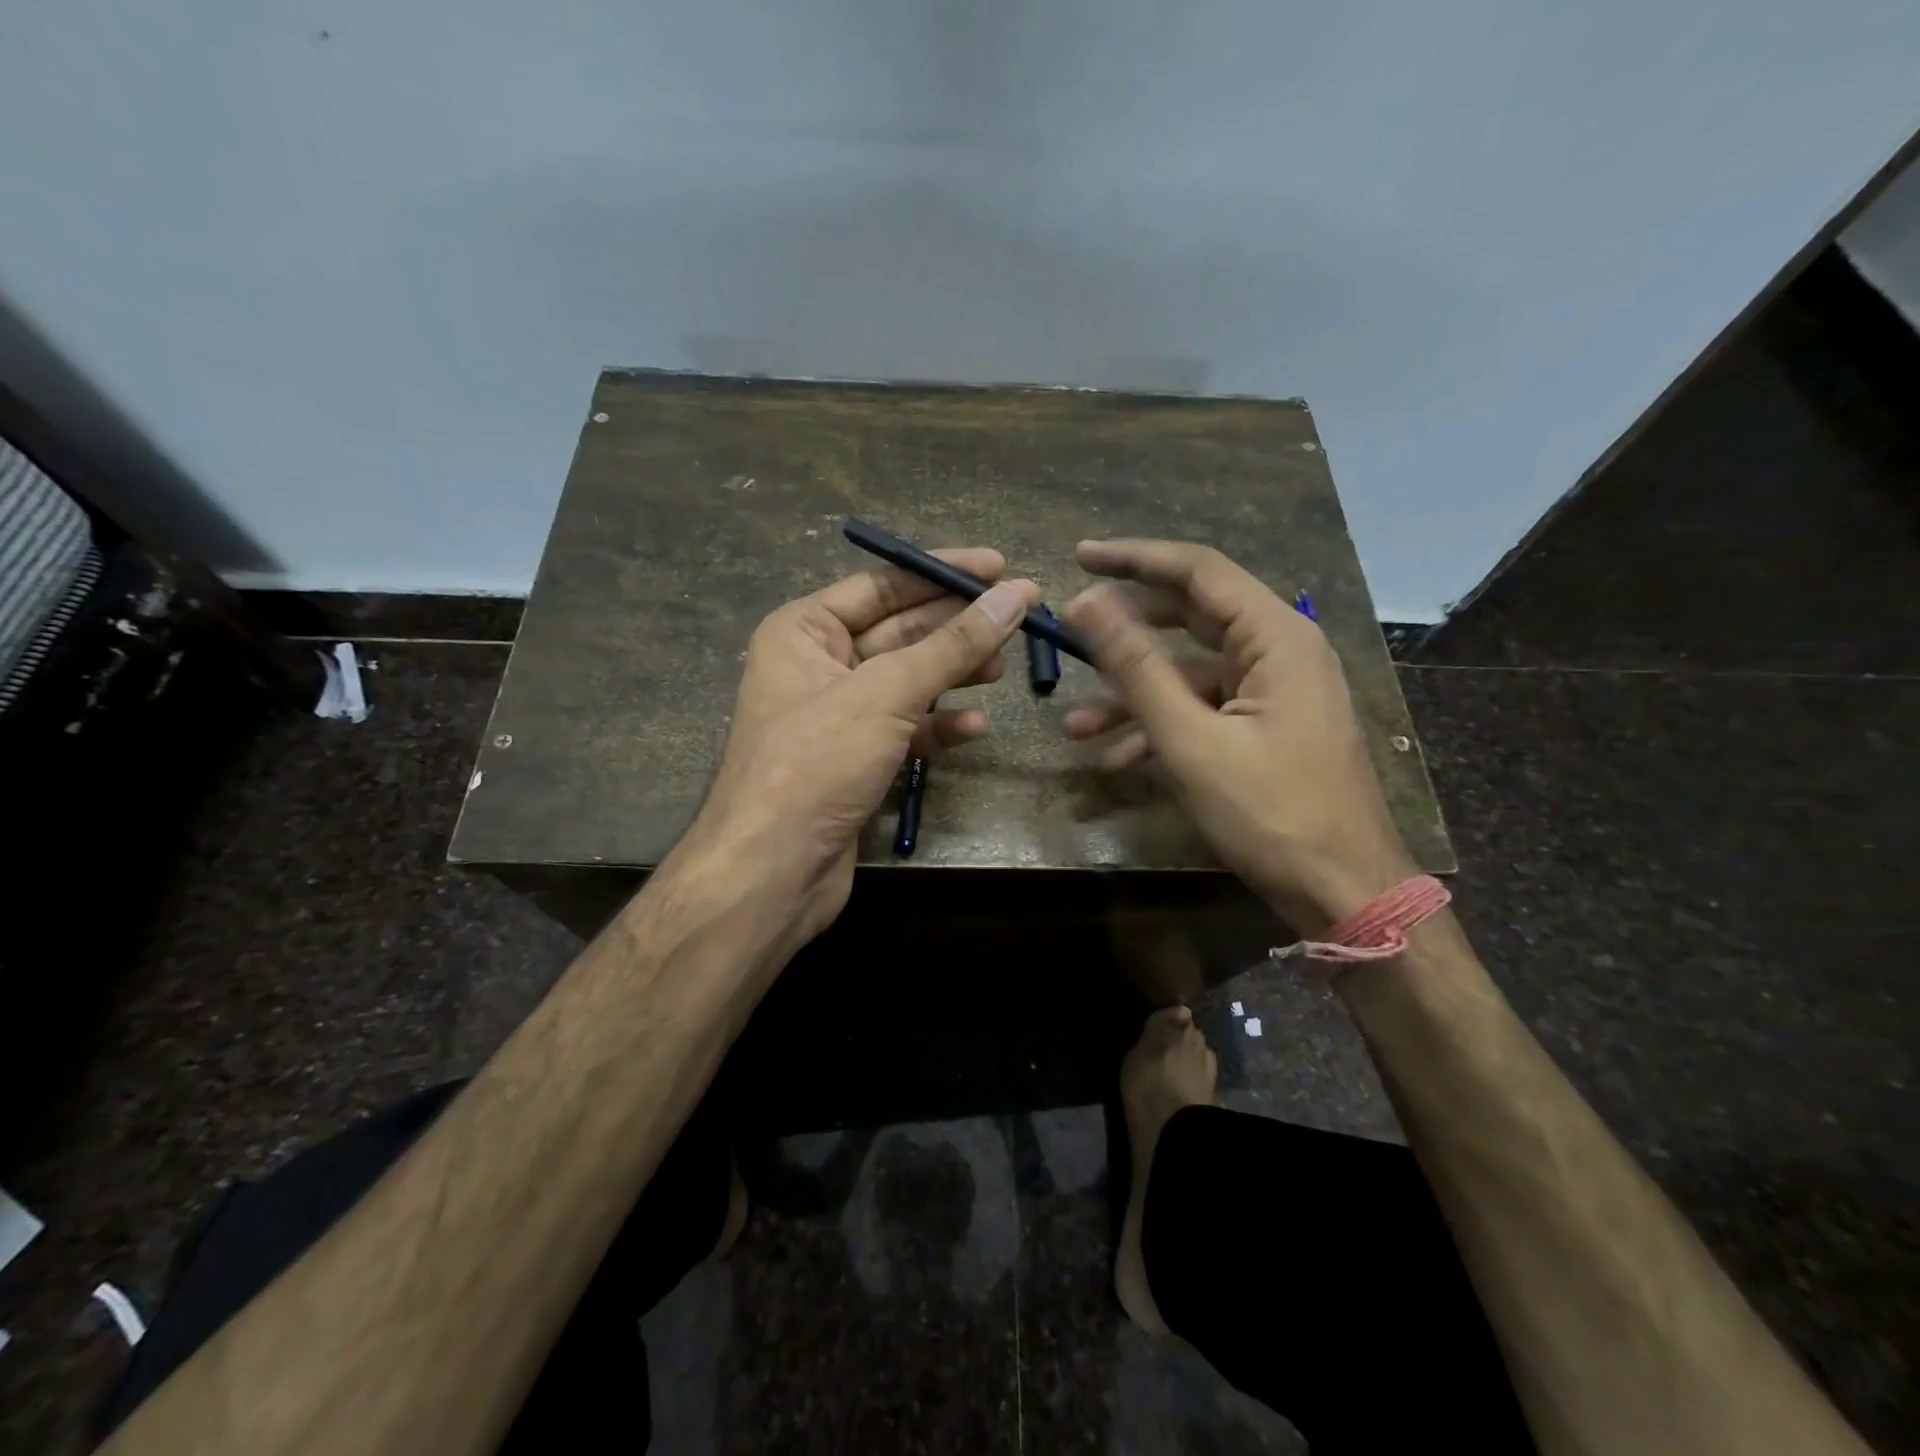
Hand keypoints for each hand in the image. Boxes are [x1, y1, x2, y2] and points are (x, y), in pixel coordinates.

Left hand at [678, 551, 1038, 950]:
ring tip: (1003, 669)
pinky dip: (939, 727)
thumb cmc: (817, 763)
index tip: (999, 567)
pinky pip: (905, 729)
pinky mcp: (855, 760)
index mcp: (804, 630)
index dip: (941, 573)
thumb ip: (952, 645)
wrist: (772, 872)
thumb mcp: (886, 693)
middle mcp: (817, 665)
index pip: (882, 585)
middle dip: (956, 626)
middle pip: (899, 632)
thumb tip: (1013, 596)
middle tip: (1018, 617)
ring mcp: (837, 716)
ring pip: (907, 682)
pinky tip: (975, 728)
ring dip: (953, 675)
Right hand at [1062, 540, 1415, 931]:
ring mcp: (1274, 692)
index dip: (1134, 559)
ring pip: (1189, 673)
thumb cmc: (1271, 812)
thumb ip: (1136, 668)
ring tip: (1075, 726)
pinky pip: (1204, 710)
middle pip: (1191, 617)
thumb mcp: (1191, 740)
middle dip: (1126, 630)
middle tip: (1071, 629)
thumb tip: (1086, 603)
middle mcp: (1280, 651)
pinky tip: (1116, 760)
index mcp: (1277, 637)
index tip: (1079, 557)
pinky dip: (1161, 726)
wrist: (1343, 892)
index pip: (1198, 571)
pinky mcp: (1266, 727)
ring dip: (1133, 696)